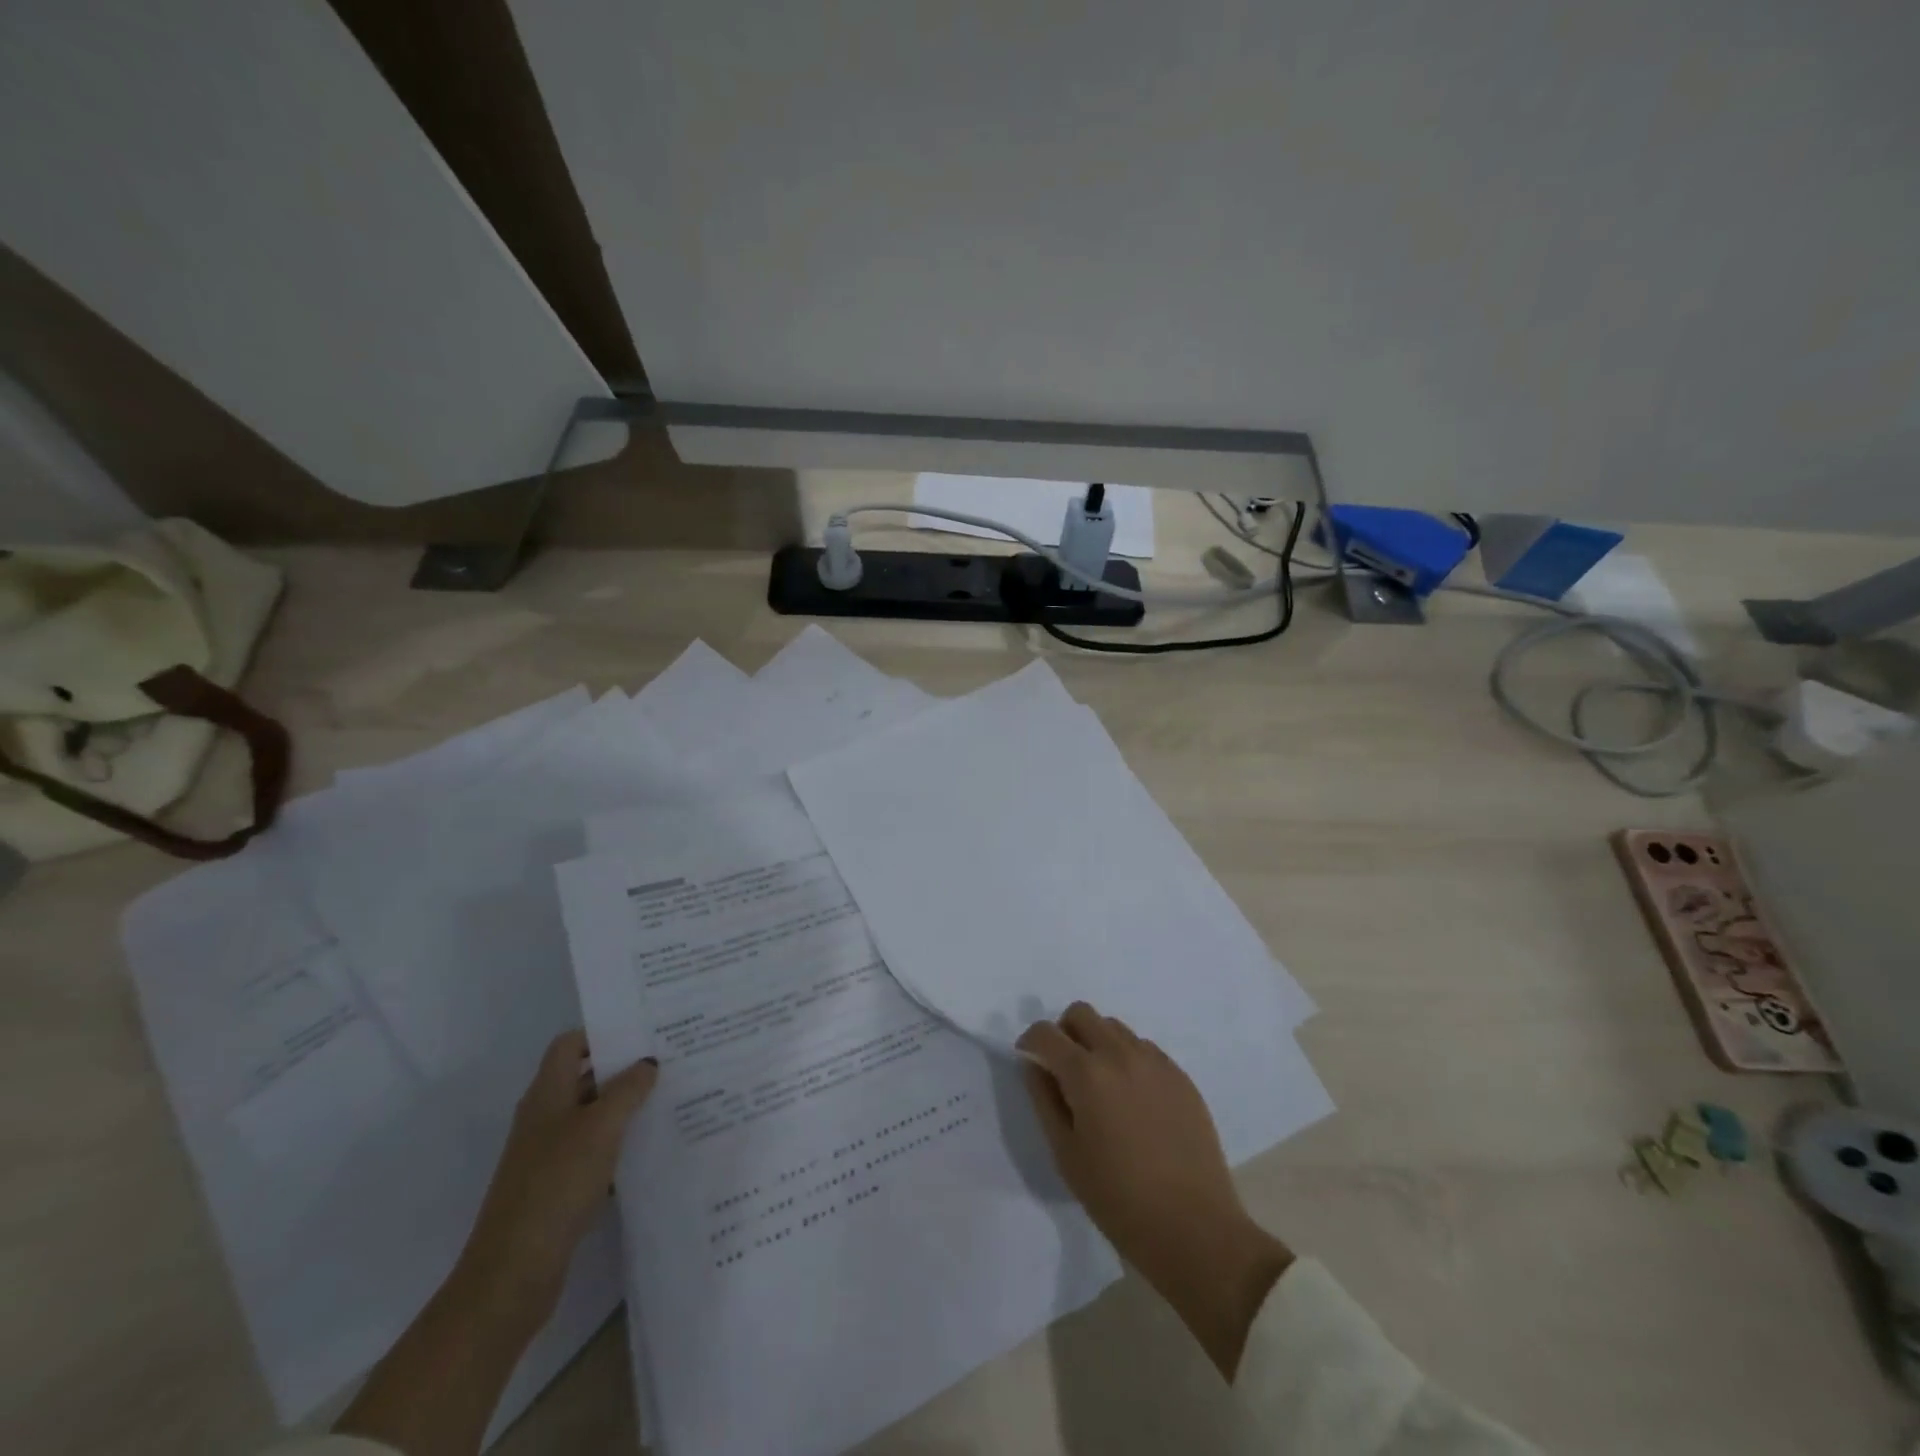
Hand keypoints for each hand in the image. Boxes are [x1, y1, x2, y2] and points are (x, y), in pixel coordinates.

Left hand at [337, 1032, 657, 1455]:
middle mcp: (545, 1117)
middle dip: (625, 1068)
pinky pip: (595, 1150)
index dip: (603, 1032)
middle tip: (671, 1059)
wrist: (513, 1274)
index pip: (571, 1044)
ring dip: (626, 1107)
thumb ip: (628, 1089)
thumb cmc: (556, 1185)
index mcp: (547, 1094)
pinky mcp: (559, 1186)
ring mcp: (549, 1154)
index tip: (645, 1029)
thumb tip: (648, 1063)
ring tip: (672, 1097)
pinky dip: (621, 1144)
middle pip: (586, 1077)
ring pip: (594, 1115)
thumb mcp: (600, 1127)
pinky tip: (652, 1147)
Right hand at [1018, 1002, 1291, 1377]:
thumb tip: (1035, 1066)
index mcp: (1086, 1073)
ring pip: (1114, 1027)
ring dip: (1097, 1042)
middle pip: (1081, 1013)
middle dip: (1064, 1032)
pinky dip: (1127, 1059)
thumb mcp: (1066, 1154)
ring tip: (1101, 1087)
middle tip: (1063, 1070)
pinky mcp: (1180, 1075)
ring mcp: (1155, 1061)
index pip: (1045, 1033)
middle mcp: (1120, 1053)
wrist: (1194, 1227)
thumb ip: (1045, 1100)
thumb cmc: (1118, 1198)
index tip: (1029, 1062)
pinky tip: (1132, 1100)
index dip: (1030, 1043)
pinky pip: (1143, 1048)